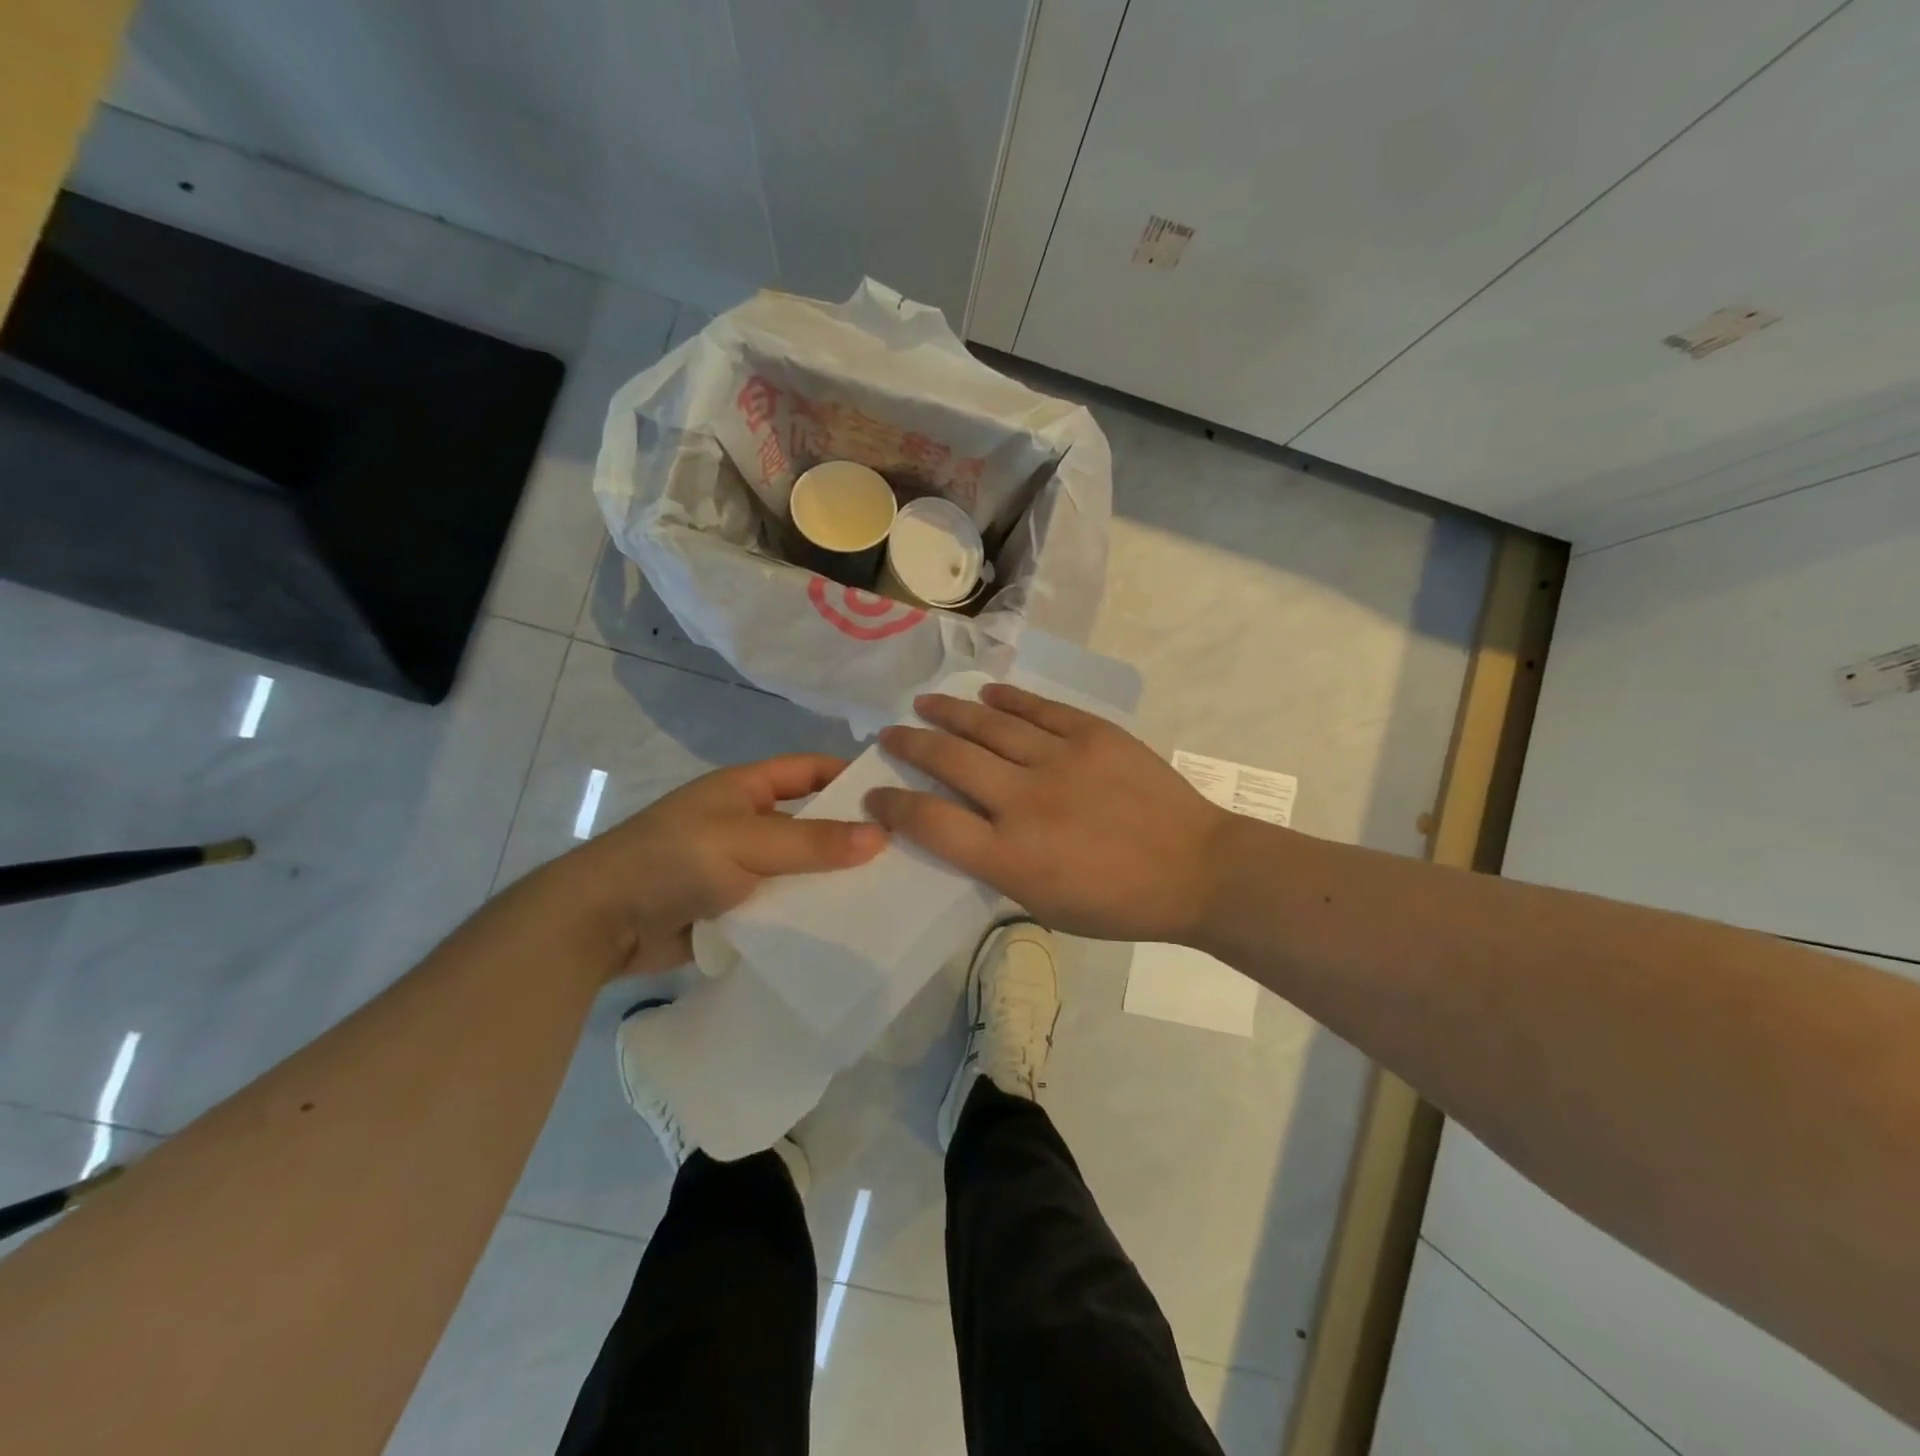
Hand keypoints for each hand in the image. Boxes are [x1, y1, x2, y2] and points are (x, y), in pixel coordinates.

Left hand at [551, 755, 886, 976]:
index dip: (849, 777)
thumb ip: (812, 842)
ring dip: (831, 879)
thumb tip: (881, 836)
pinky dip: (807, 911)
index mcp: (746, 788)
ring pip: (799, 867)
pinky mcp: (733, 907)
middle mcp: (747, 822)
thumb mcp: (747, 842)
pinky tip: (845, 926)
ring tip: (888, 892)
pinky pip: (781, 904)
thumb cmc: (674, 860)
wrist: (601, 922)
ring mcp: (739, 866)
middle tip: (906, 852)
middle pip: (810, 822)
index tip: (897, 795)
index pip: (810, 770)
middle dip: (850, 835)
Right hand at [866, 685, 1232, 942]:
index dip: (894, 805)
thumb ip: (997, 868)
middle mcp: (1024, 800)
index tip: (877, 794)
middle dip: (910, 744)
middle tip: (891, 735)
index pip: (930, 822)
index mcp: (1010, 856)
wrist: (1196, 869)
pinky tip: (986, 694)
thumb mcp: (1044, 907)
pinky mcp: (1092, 734)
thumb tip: (966, 830)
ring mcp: (1059, 760)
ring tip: (924, 703)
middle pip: (949, 759)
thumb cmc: (1118, 904)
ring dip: (948, 712)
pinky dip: (1007, 698)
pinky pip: (1038, 708)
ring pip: (988, 724)